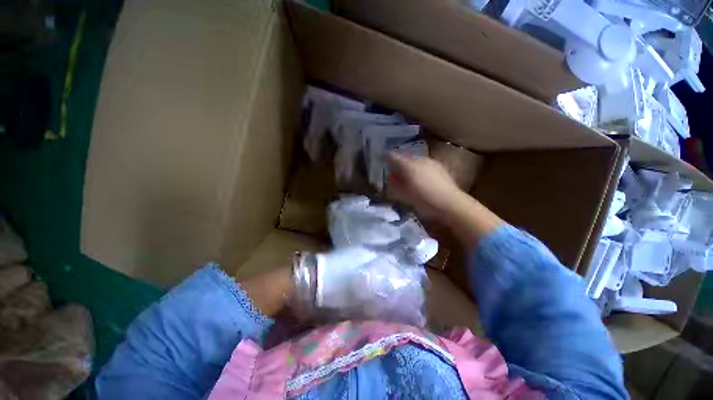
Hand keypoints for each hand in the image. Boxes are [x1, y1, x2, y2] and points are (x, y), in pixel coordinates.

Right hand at [386, 152, 463, 217]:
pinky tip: (421, 179)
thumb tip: (390, 176)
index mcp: (409, 165)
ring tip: (408, 177)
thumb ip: (395, 184)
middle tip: (394, 173)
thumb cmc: (424, 200)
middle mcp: (419, 159)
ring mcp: (431, 162)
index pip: (393, 157)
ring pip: (415, 161)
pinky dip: (419, 170)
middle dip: (398, 164)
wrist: (450, 204)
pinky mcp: (440, 167)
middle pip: (404, 158)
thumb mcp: (404, 195)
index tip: (379, 158)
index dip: (384, 157)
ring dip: (409, 167)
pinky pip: (425, 165)